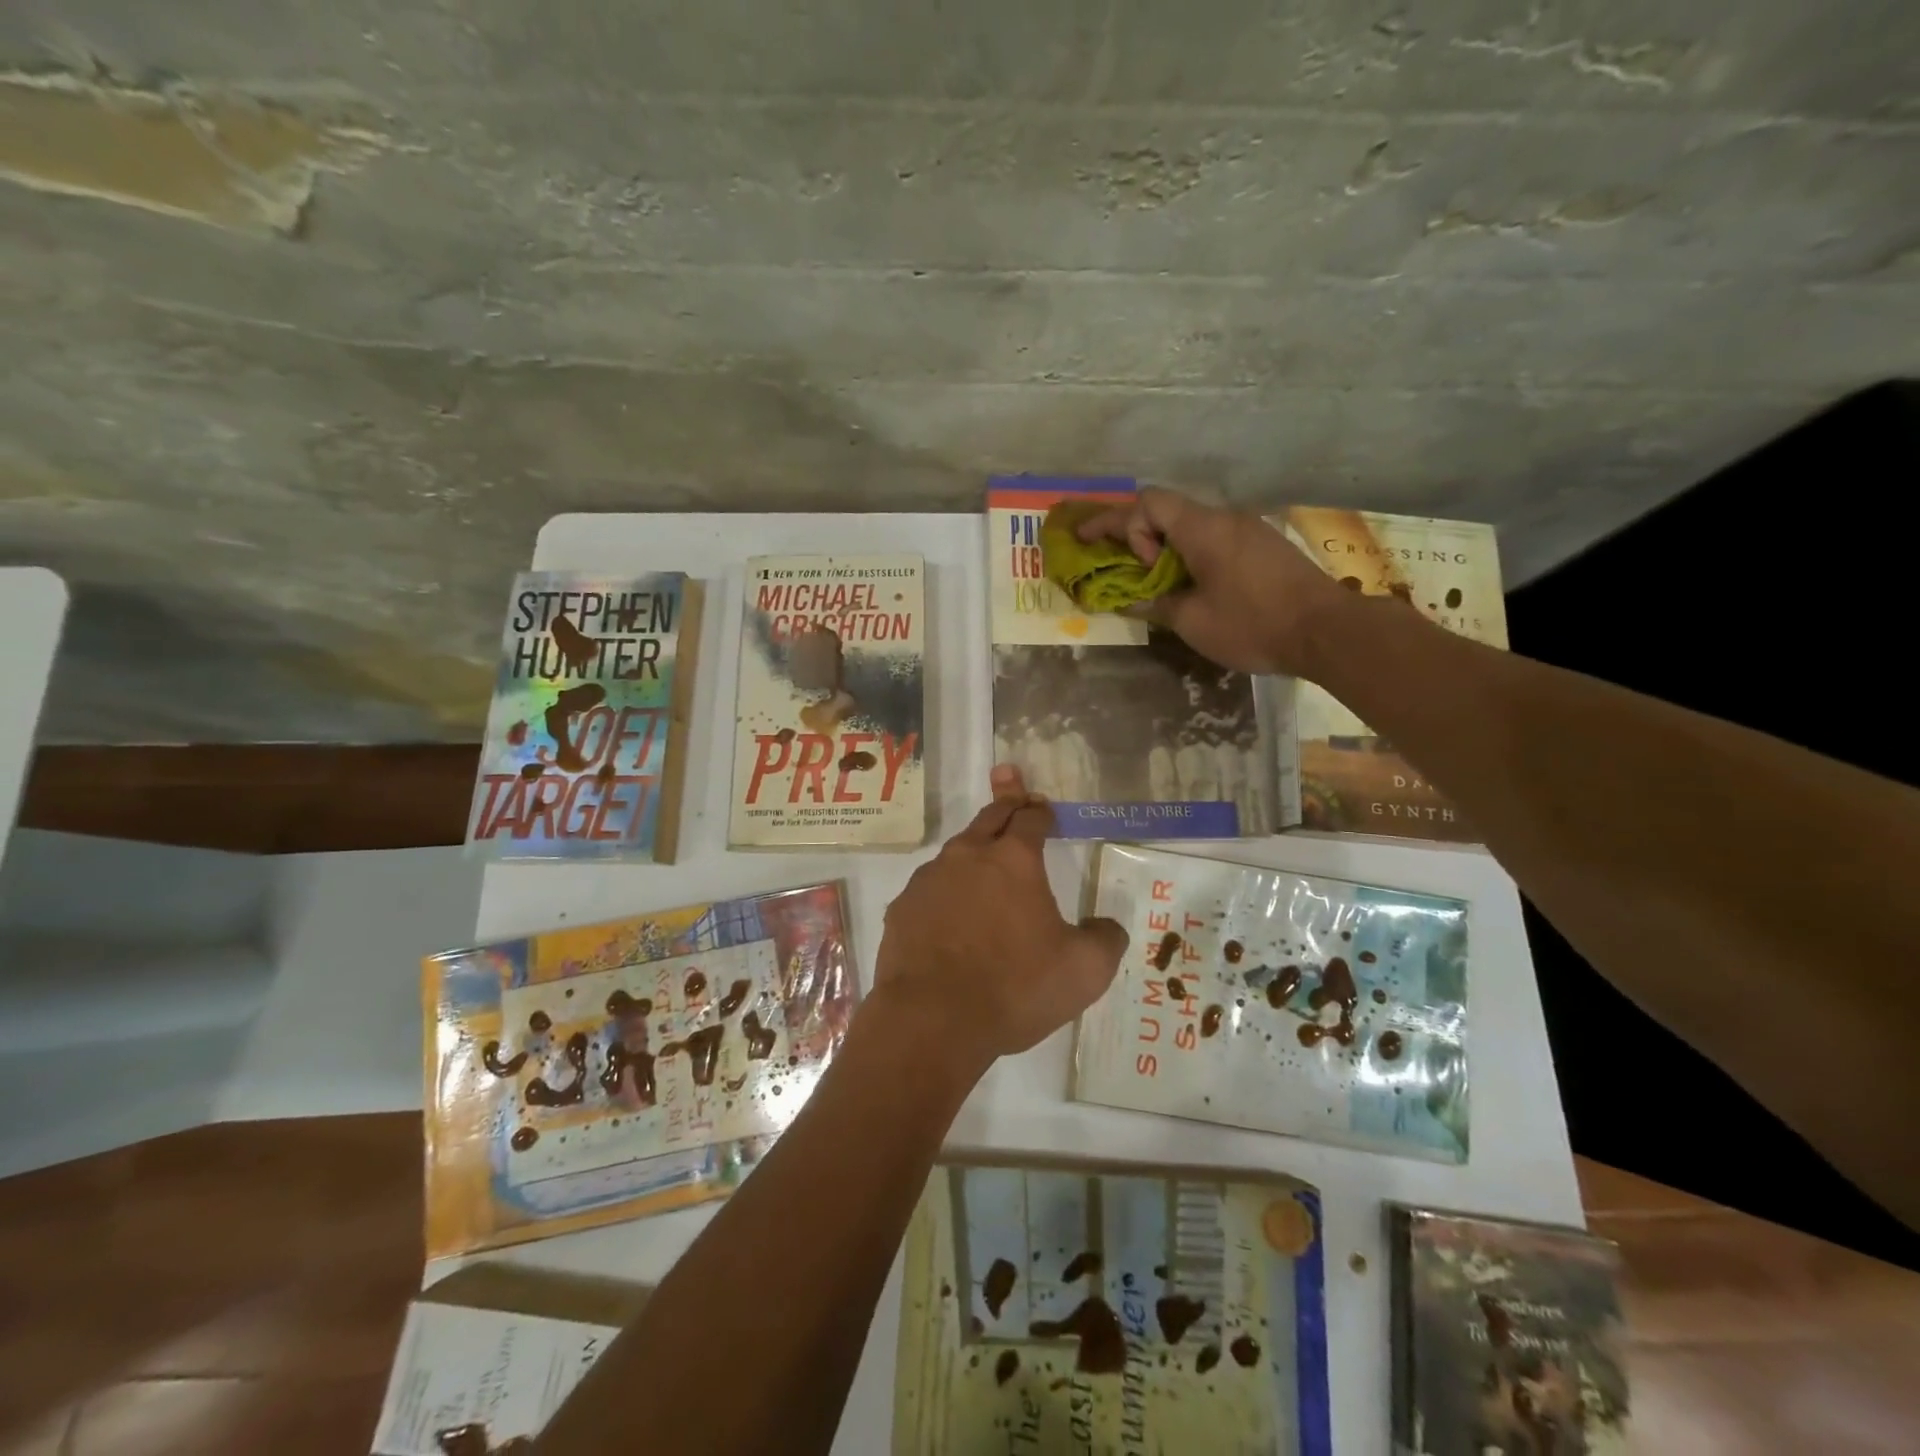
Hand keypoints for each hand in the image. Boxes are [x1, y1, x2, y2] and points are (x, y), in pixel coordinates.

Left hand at [870, 766, 1127, 1072]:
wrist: (932, 1020)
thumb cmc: (1015, 988)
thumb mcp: (1084, 971)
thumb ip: (1106, 939)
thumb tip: (1108, 926)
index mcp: (1014, 860)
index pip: (1031, 818)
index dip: (1041, 810)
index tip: (1044, 808)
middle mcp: (968, 856)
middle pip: (990, 817)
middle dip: (1006, 800)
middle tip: (1010, 781)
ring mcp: (929, 880)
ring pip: (957, 851)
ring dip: (974, 848)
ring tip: (983, 858)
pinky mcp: (902, 908)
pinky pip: (930, 888)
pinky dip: (946, 889)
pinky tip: (950, 913)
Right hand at [1076, 487, 1346, 676]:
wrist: (1328, 632)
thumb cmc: (1253, 624)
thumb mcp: (1192, 621)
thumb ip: (1155, 604)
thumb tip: (1131, 599)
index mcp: (1203, 528)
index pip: (1147, 502)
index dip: (1116, 522)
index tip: (1105, 552)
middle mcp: (1225, 518)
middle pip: (1167, 509)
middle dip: (1135, 534)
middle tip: (1117, 565)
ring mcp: (1249, 529)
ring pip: (1191, 525)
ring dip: (1164, 547)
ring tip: (1152, 582)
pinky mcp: (1264, 546)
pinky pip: (1214, 538)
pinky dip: (1189, 554)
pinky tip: (1189, 584)